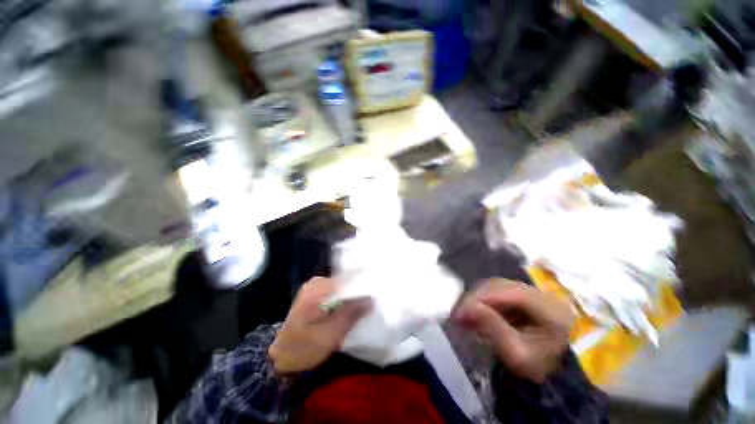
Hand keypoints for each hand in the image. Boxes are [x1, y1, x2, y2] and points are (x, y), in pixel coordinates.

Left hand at [268, 277, 371, 374]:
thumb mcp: (331, 333)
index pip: (347, 282)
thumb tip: (371, 299)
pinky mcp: (314, 296)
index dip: (361, 291)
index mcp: (318, 288)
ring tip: (361, 311)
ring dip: (350, 300)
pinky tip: (347, 312)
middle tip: (368, 308)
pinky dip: (342, 302)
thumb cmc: (304, 347)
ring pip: (340, 290)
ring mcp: (314, 288)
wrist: (281, 357)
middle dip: (356, 296)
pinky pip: (334, 294)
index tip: (372, 301)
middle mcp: (316, 283)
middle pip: (344, 285)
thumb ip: (351, 313)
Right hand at [452, 279, 573, 382]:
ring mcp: (529, 292)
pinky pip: (494, 291)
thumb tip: (468, 306)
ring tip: (460, 314)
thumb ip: (494, 328)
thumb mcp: (517, 354)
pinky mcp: (519, 295)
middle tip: (456, 314)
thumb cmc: (537, 367)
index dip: (481, 297)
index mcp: (549, 307)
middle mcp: (540, 292)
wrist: (553, 373)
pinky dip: (480, 300)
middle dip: (474, 298)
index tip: (458, 312)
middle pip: (499, 286)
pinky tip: (471, 311)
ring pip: (494, 286)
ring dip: (474, 298)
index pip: (510, 292)